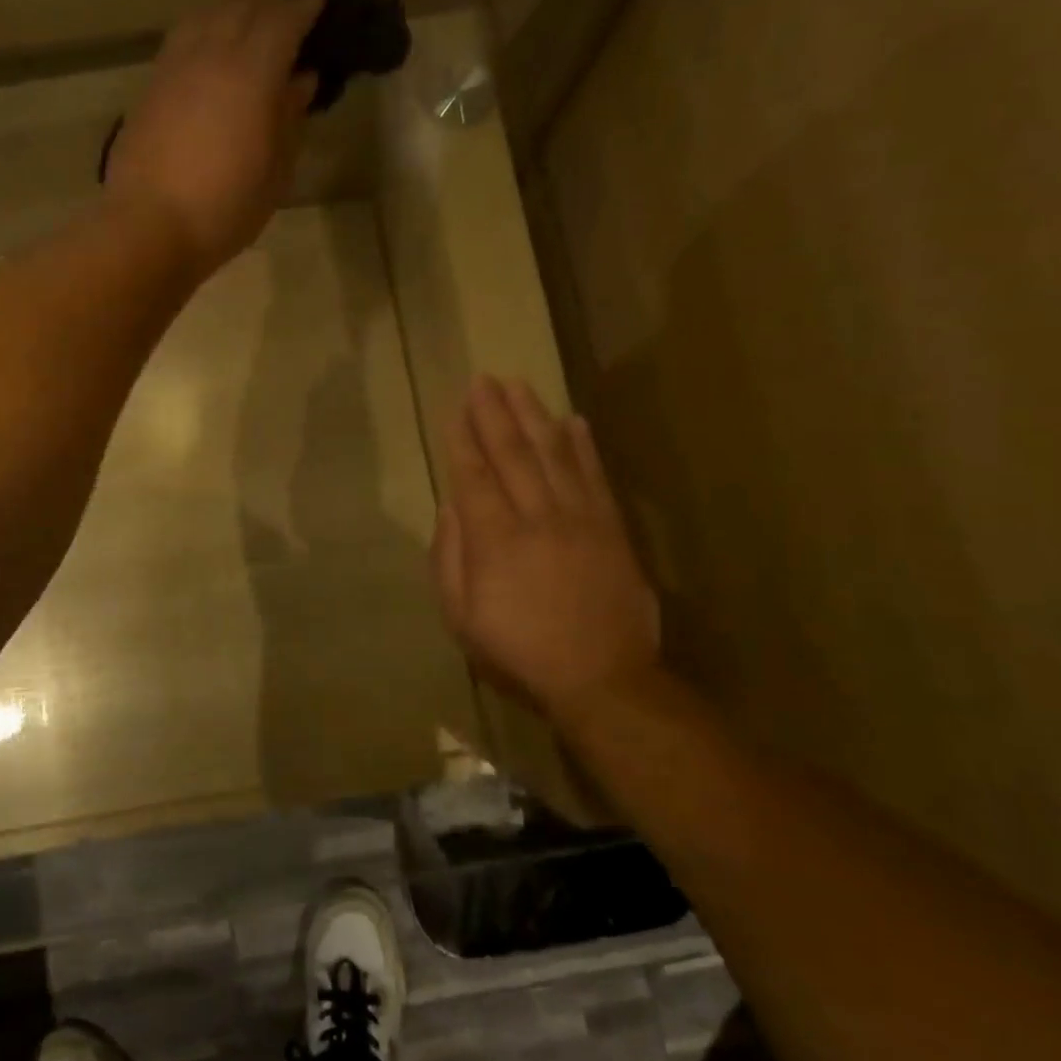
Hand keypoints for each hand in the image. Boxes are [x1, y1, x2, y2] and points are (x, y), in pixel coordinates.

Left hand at [105, 0, 324, 272]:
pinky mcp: (150, 87)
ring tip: (246, 33)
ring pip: (206, 15)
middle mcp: (211, 54)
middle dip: (269, 6)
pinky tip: (209, 57)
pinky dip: (203, 34)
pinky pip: (182, 40)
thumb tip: (301, 80)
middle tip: (286, 22)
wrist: (148, 227)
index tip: (319, 3)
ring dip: (232, 14)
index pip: (283, 20)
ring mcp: (174, 67)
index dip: (304, 8)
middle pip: (242, 7)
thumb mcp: (273, 174)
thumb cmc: (223, 210)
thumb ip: (289, 120)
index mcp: (251, 73)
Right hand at [433, 377, 661, 725]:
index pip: (474, 477)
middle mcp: (537, 518)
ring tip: (519, 385)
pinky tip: (574, 421)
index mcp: (495, 541)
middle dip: (494, 415)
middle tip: (483, 380)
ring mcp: (580, 520)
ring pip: (553, 456)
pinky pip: (595, 478)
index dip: (464, 441)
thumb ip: (449, 559)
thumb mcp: (461, 619)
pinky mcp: (611, 529)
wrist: (602, 680)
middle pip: (512, 455)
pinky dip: (583, 447)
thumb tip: (450, 508)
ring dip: (534, 417)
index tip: (456, 409)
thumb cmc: (520, 653)